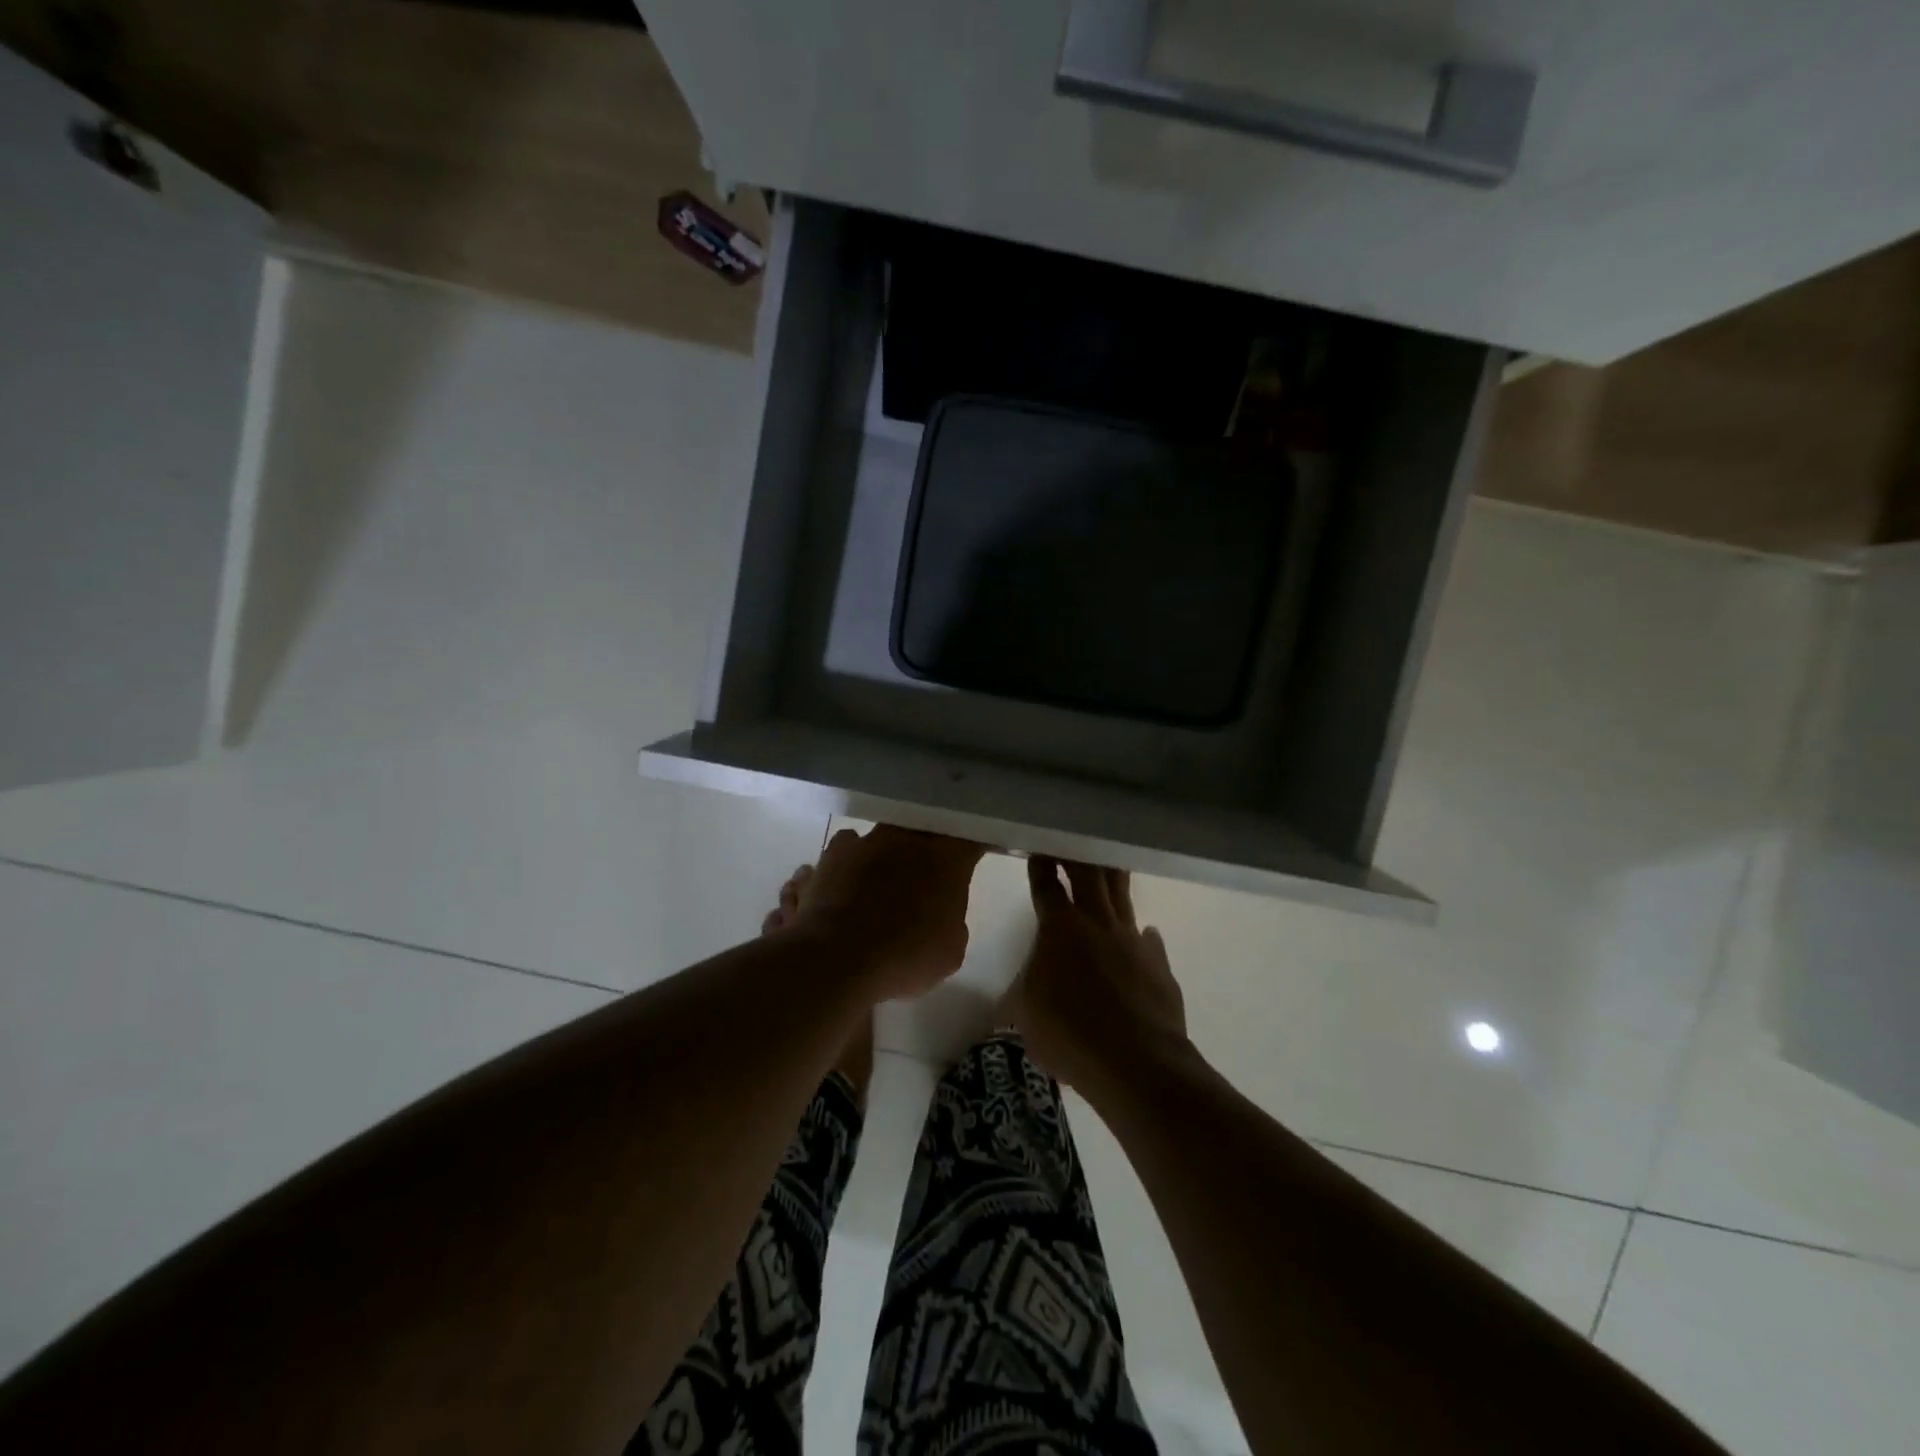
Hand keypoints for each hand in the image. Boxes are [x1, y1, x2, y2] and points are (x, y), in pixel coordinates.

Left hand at [792, 826, 985, 1000]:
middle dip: (929, 847)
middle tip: (927, 873)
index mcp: (947, 858)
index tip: (971, 859)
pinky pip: (851, 847)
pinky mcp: (835, 851)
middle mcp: (910, 838)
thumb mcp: (950, 950)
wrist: (839, 958)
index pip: (970, 839)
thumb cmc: (905, 957)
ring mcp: (869, 840)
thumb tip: (941, 911)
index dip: (971, 848)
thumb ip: (952, 919)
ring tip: (884, 880)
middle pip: (926, 831)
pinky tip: (850, 881)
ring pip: (887, 837)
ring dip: (890, 853)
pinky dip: (854, 861)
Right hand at [1012, 857, 1190, 1094]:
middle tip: (1073, 838)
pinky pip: (1147, 939)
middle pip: (1088, 874)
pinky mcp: (1159, 963)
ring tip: (1109, 861)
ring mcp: (1133, 940)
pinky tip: (1141, 936)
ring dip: (1112, 876)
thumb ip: (1027, 987)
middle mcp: (1097, 922)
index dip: (1041, 865)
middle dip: (1078, 854)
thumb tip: (1032, 980)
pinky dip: (1140, 935)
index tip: (1039, 848)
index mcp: (1059, 928)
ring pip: (1121, 894)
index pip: (1046, 885)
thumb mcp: (1027, 1014)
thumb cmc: (1069, 1035)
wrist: (1137, 1063)